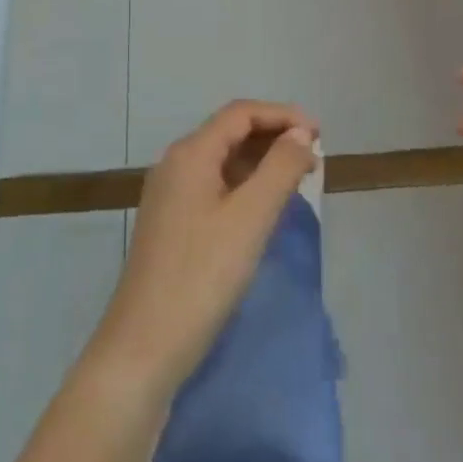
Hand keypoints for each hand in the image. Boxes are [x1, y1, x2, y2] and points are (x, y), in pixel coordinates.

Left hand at [87, 100, 318, 402]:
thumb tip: (300, 134)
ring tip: (298, 179)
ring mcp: (170, 196)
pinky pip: (214, 186)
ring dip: (261, 162)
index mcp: (190, 154)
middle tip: (313, 157)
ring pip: (223, 161)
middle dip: (274, 137)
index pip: (241, 113)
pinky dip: (245, 185)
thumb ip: (280, 169)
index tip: (319, 135)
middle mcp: (176, 165)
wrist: (143, 348)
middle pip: (230, 132)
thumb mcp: (250, 218)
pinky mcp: (172, 224)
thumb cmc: (201, 276)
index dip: (283, 115)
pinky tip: (265, 207)